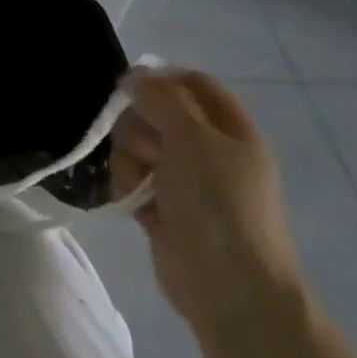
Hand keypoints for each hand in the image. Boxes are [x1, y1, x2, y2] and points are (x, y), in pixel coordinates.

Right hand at [110, 67, 306, 343]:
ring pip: (136, 148)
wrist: (226, 284)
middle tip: (148, 151)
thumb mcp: (193, 139)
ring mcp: (183, 181)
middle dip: (139, 128)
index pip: (193, 84)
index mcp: (229, 129)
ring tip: (141, 187)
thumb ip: (162, 99)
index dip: (161, 80)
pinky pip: (130, 180)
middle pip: (155, 114)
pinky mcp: (160, 207)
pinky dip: (127, 188)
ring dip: (130, 162)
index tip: (129, 89)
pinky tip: (132, 204)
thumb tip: (135, 73)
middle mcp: (207, 150)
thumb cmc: (219, 204)